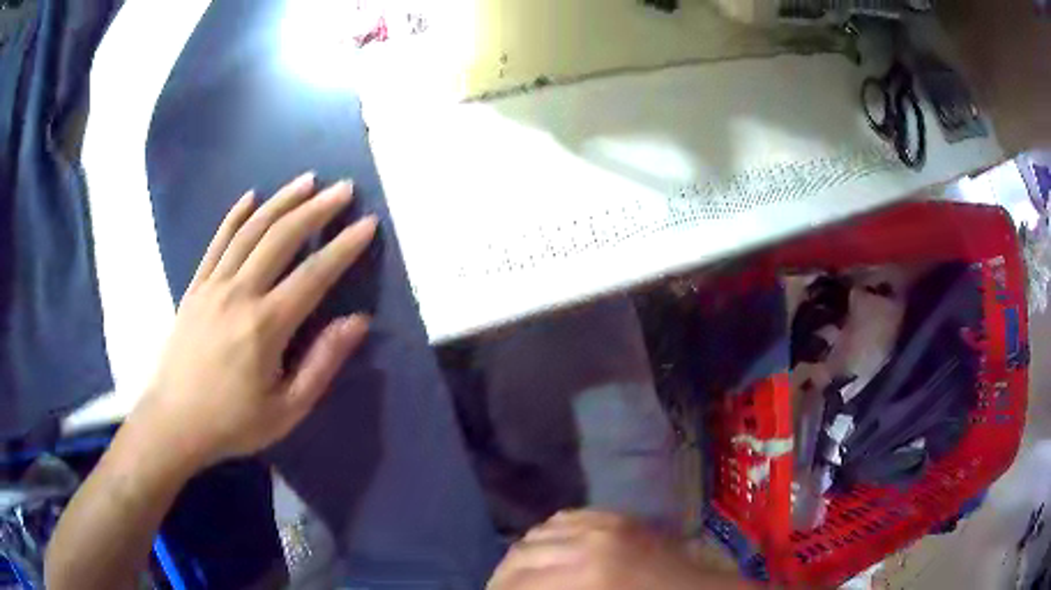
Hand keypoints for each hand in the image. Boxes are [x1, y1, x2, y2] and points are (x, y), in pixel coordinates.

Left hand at [129, 172, 377, 469]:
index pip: (314, 274)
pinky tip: (251, 196)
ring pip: (250, 230)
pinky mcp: (195, 286)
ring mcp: (213, 285)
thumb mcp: (287, 409)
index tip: (368, 223)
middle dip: (317, 209)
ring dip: (282, 201)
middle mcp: (239, 293)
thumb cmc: (233, 422)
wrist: (174, 422)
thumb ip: (322, 363)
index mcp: (265, 325)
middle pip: (282, 237)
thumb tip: (357, 321)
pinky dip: (235, 215)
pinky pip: (217, 241)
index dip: (344, 246)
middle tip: (344, 188)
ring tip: (307, 180)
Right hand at [488, 511, 747, 589]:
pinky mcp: (619, 516)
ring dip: (522, 555)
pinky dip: (548, 534)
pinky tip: (548, 551)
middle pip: (520, 555)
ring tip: (519, 575)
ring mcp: (605, 523)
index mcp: (586, 577)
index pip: (517, 584)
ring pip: (538, 532)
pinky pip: (566, 518)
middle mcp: (588, 542)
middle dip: (503, 578)